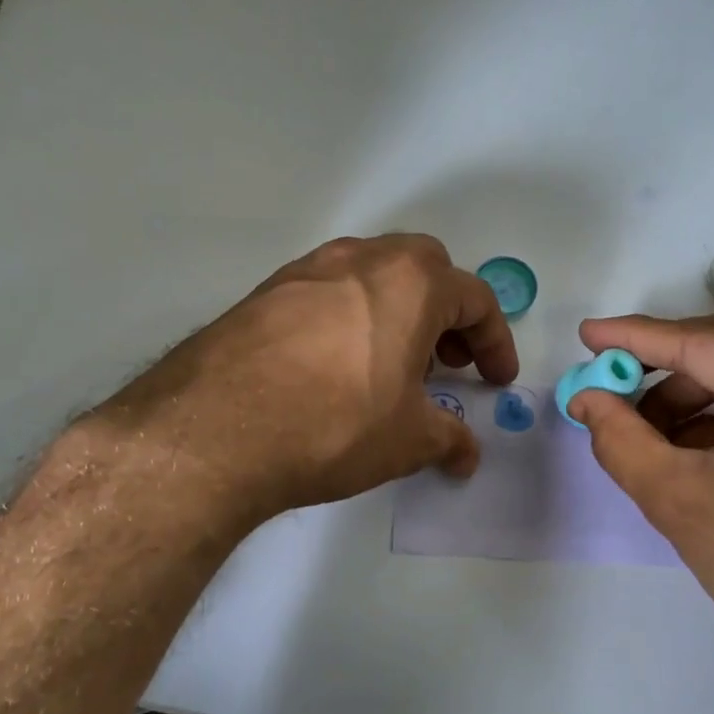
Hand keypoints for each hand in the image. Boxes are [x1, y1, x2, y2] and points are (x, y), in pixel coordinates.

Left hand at [94, 235, 517, 521]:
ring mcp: (307, 270)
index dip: (495, 342)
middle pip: (424, 271)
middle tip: (444, 364)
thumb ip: (448, 439)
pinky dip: (350, 319)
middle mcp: (360, 259)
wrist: (217, 428)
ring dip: (396, 313)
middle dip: (446, 314)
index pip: (475, 300)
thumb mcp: (408, 440)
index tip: (496, 381)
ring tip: (390, 367)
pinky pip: (327, 294)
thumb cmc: (336, 424)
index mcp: (411, 282)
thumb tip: (465, 454)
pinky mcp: (265, 292)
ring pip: (371, 276)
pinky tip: (335, 368)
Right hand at [568, 313, 713, 674]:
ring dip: (688, 397)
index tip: (585, 335)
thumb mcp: (680, 501)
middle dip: (662, 367)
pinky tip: (684, 450)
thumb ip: (621, 440)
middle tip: (608, 384)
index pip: (706, 343)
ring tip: (643, 434)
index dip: (637, 337)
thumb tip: (585, 398)